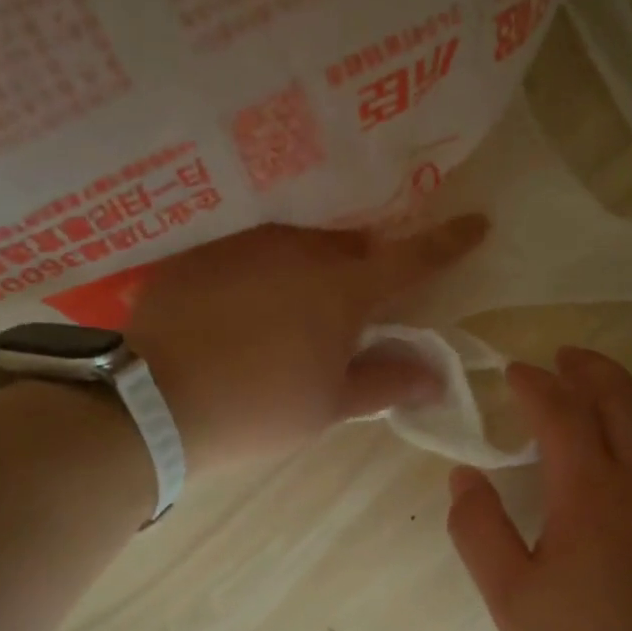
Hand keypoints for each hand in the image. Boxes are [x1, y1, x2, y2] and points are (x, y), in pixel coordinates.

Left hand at [126, 215, 487, 469]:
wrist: (154, 402)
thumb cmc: (258, 408)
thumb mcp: (330, 406)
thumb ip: (387, 383)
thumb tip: (437, 375)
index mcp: (343, 289)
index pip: (412, 259)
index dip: (449, 243)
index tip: (478, 222)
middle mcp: (300, 250)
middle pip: (352, 247)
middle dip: (365, 266)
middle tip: (357, 302)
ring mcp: (246, 242)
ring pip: (298, 243)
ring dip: (310, 267)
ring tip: (291, 306)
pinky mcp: (202, 250)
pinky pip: (248, 250)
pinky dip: (260, 272)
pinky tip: (241, 305)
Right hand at [446, 347, 631, 630]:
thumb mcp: (510, 597)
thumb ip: (479, 531)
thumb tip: (462, 477)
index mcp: (592, 490)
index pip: (561, 412)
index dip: (534, 385)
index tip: (513, 373)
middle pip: (620, 397)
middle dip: (588, 369)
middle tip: (561, 357)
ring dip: (628, 386)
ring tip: (603, 380)